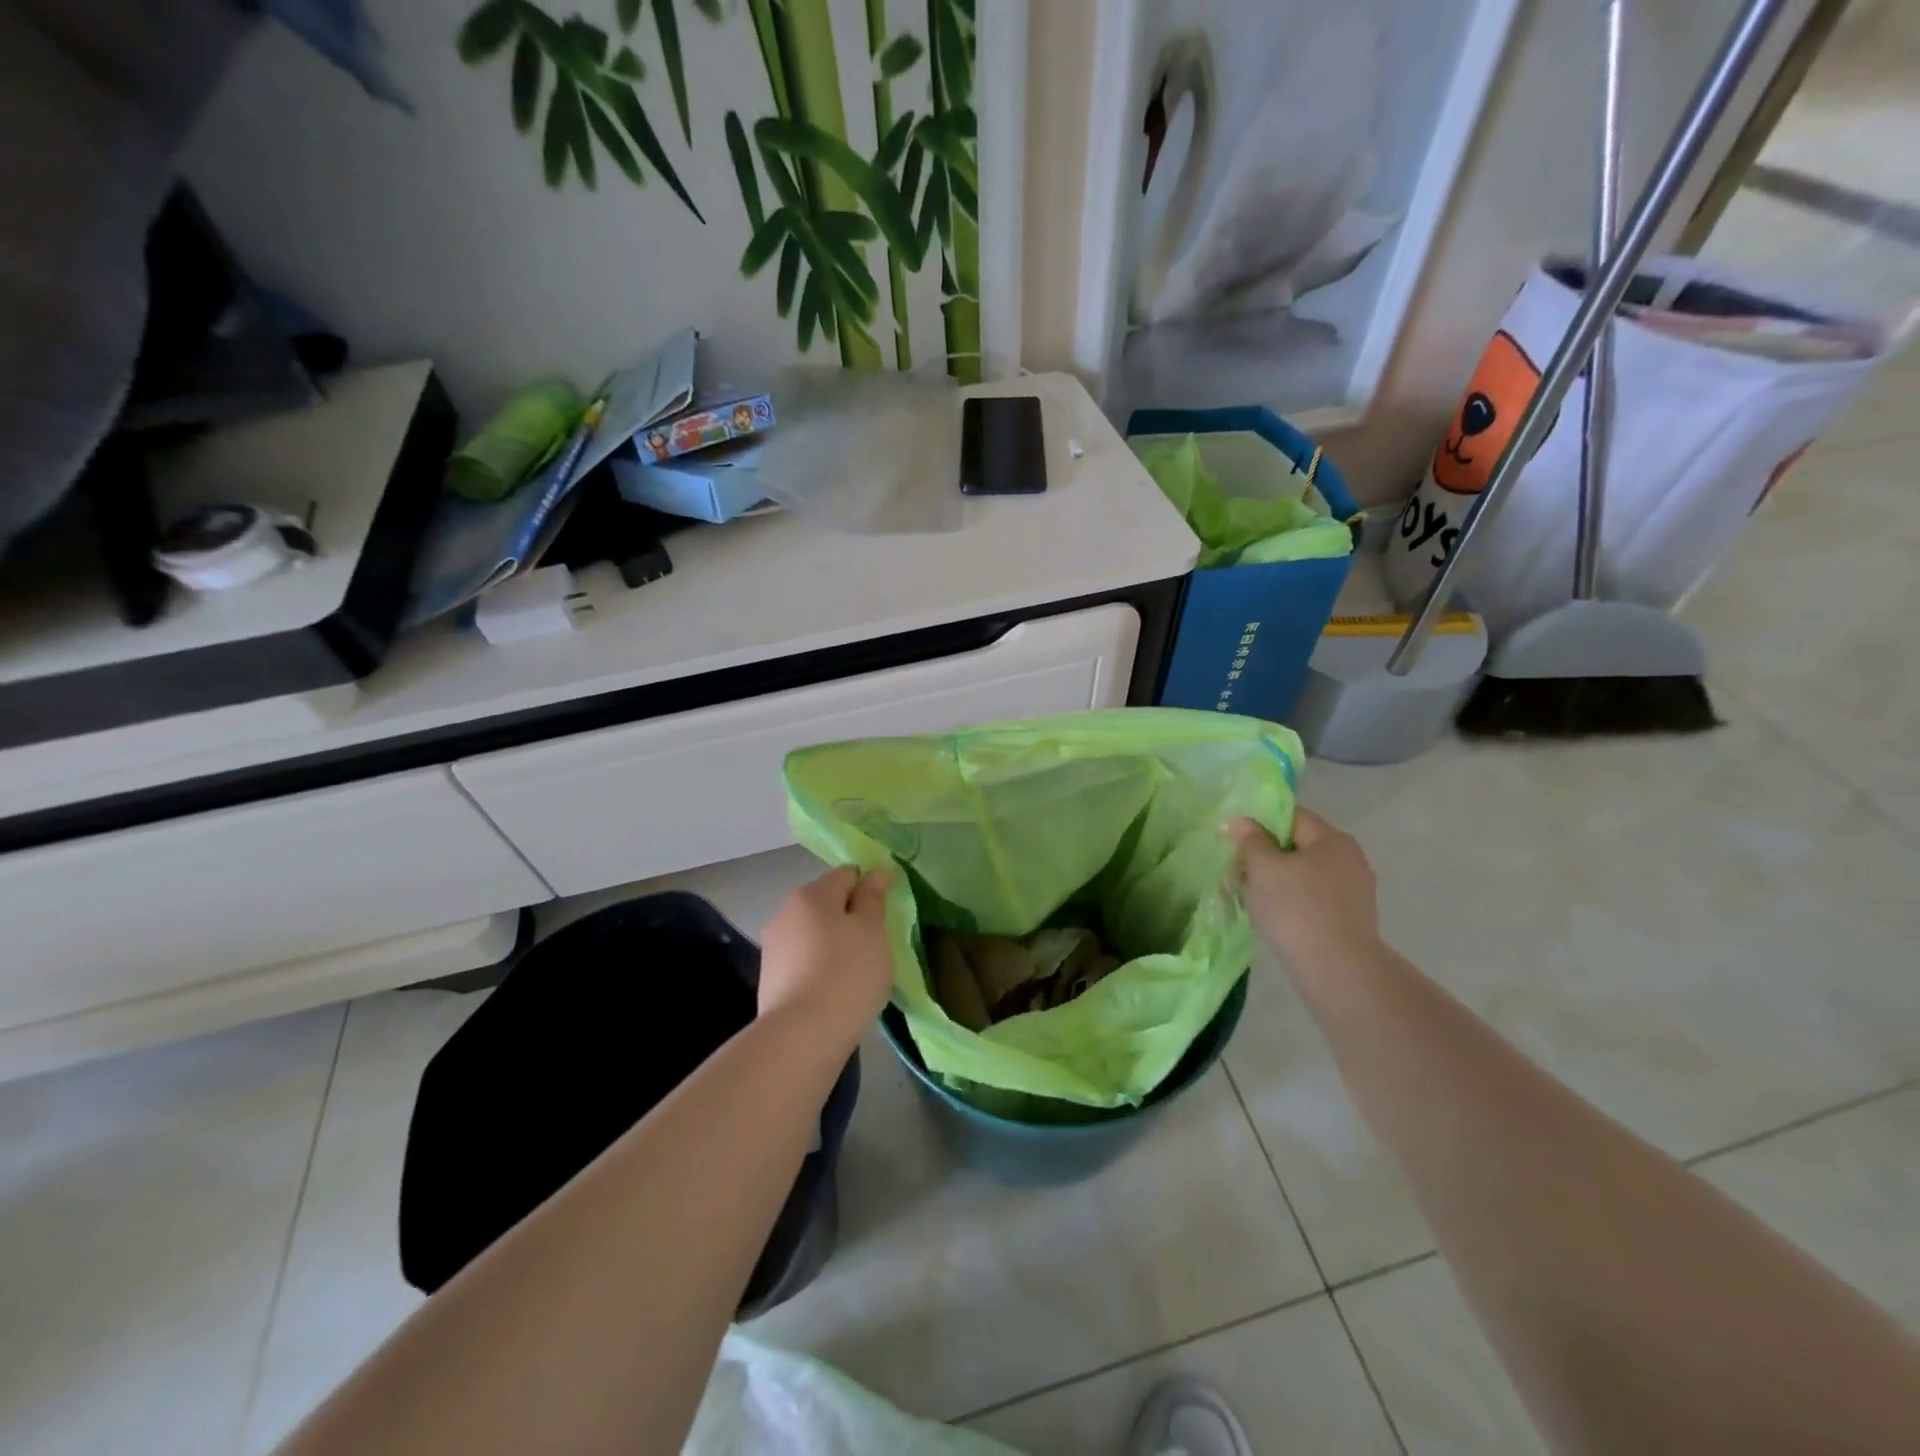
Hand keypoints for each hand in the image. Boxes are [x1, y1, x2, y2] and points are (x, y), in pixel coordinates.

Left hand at [758, 867, 895, 1036]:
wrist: (801, 1036)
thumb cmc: (847, 974)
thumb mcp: (873, 931)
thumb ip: (874, 898)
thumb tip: (877, 871)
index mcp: (812, 894)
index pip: (847, 875)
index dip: (869, 891)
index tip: (884, 919)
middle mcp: (786, 911)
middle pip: (827, 904)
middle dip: (850, 920)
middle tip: (873, 949)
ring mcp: (773, 946)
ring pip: (814, 934)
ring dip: (834, 945)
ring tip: (853, 976)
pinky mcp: (769, 977)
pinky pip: (803, 961)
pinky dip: (819, 969)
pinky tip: (832, 993)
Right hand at [1230, 809, 1380, 962]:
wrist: (1337, 968)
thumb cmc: (1295, 908)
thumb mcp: (1262, 868)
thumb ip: (1251, 840)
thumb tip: (1242, 821)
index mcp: (1331, 838)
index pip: (1292, 815)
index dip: (1261, 822)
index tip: (1238, 841)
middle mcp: (1350, 857)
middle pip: (1300, 844)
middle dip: (1270, 854)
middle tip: (1241, 871)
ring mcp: (1356, 888)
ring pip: (1308, 872)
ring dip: (1282, 879)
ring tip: (1256, 897)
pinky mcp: (1354, 916)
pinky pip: (1318, 896)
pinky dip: (1297, 900)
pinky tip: (1279, 916)